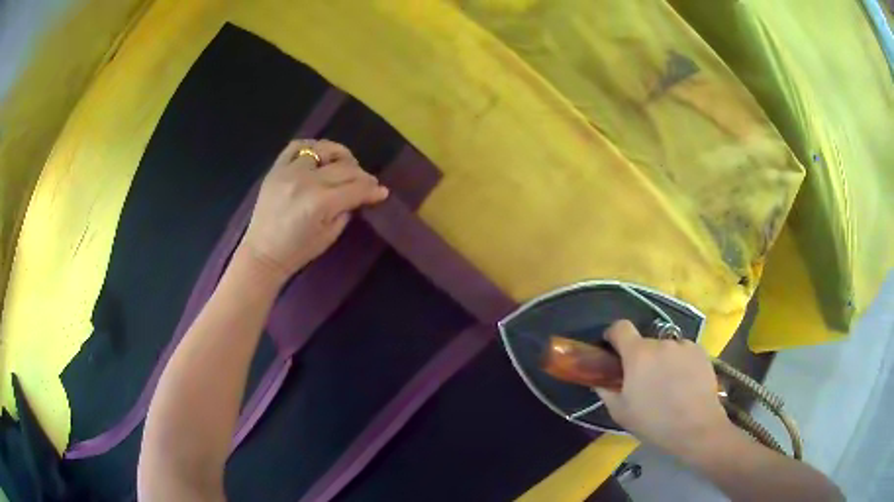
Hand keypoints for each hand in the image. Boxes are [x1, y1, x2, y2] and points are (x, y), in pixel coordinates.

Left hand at [238, 139, 388, 285]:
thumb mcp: (330, 235)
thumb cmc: (298, 251)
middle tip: (367, 183)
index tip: (382, 192)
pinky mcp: (276, 169)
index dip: (372, 190)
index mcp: (320, 203)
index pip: (355, 189)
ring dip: (340, 155)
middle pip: (344, 168)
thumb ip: (347, 210)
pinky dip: (312, 147)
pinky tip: (320, 155)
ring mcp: (289, 171)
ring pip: (323, 149)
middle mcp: (306, 181)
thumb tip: (361, 195)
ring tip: (345, 164)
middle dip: (362, 175)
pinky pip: (296, 146)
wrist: (263, 253)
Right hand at [594, 320, 730, 455]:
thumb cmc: (654, 422)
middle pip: (645, 343)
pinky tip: (685, 383)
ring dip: (662, 360)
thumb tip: (599, 380)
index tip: (612, 351)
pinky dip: (680, 363)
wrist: (696, 427)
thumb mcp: (621, 413)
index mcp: (638, 354)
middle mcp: (661, 343)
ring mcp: (683, 345)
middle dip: (641, 358)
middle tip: (644, 381)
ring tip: (669, 385)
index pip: (620, 327)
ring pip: (666, 348)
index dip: (613, 335)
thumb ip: (606, 391)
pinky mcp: (700, 351)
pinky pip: (683, 352)